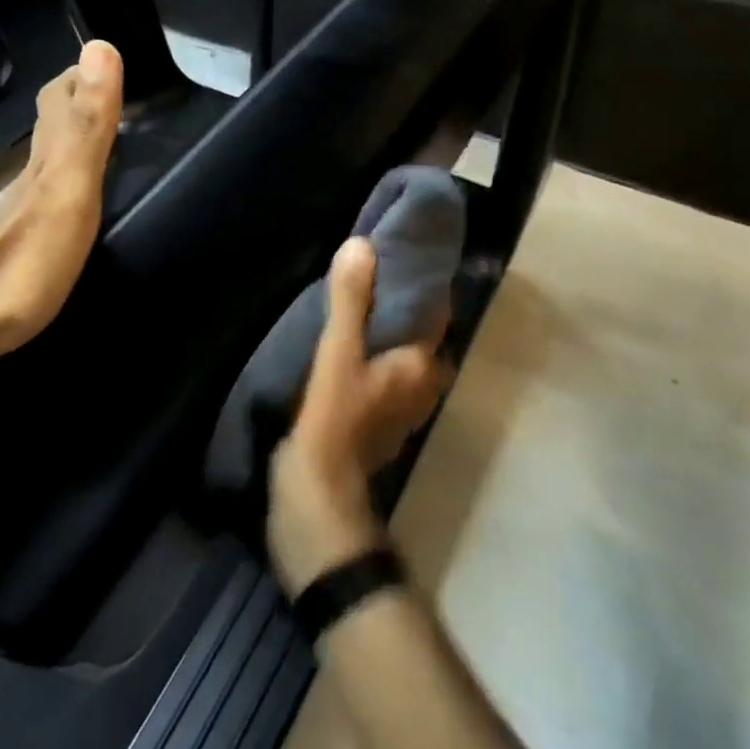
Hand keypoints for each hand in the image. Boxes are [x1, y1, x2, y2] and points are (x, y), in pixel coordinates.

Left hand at [0, 40, 123, 358]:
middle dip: (79, 96)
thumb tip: (99, 45)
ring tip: (106, 129)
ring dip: (75, 133)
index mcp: (48, 155)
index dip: (82, 72)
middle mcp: (33, 172)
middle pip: (52, 120)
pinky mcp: (24, 239)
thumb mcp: (68, 186)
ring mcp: (24, 208)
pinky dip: (68, 173)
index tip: (111, 57)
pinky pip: (50, 189)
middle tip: (114, 89)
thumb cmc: (29, 257)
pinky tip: (76, 190)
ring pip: (50, 153)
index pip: (61, 95)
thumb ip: (87, 125)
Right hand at [268, 238, 449, 597]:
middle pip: (417, 331)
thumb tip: (362, 245)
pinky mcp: (378, 421)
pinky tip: (344, 340)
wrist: (316, 503)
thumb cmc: (333, 424)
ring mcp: (401, 407)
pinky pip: (381, 372)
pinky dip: (370, 352)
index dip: (416, 278)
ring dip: (382, 327)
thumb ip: (349, 302)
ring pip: (399, 352)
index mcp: (423, 365)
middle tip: (365, 268)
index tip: (393, 248)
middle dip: (398, 300)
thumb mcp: (337, 356)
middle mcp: (423, 384)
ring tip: (351, 296)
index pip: (433, 309)